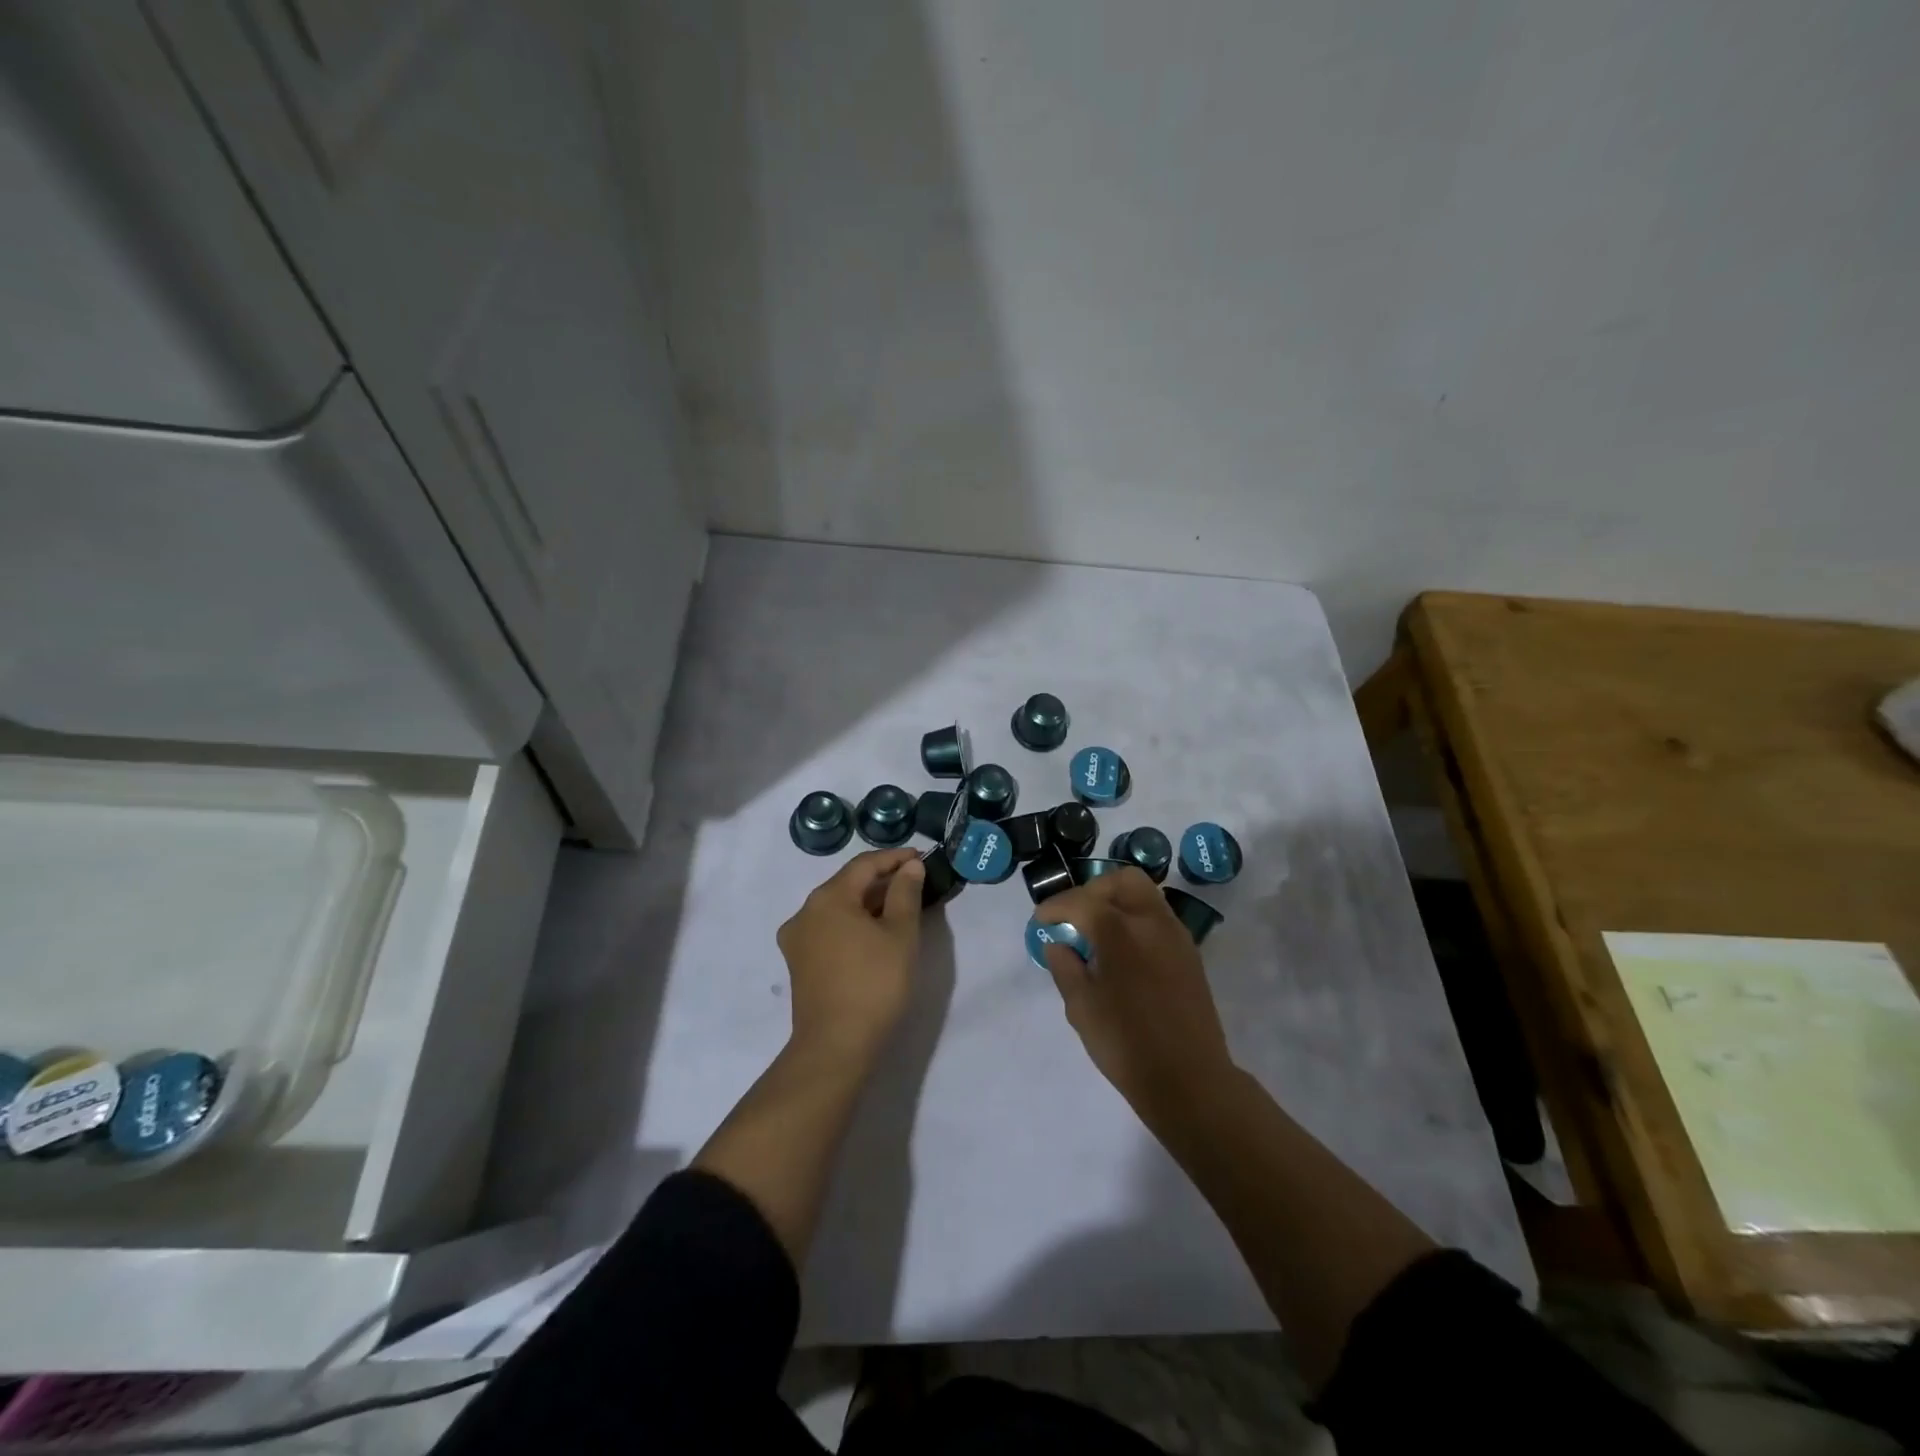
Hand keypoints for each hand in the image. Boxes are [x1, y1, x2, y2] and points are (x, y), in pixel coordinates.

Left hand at [776, 848, 924, 1065]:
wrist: (835, 1046)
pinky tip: (873, 934)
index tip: (921, 858)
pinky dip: (852, 924)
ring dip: (867, 903)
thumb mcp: (901, 934)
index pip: (865, 864)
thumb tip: (909, 867)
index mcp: (828, 897)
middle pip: (848, 884)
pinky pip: (829, 929)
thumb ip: (906, 893)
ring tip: (898, 908)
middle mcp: (805, 911)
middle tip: (914, 883)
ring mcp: (797, 938)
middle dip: (881, 881)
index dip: (895, 858)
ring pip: (837, 907)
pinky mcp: (798, 962)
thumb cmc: (874, 984)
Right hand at [1038, 868, 1235, 1122]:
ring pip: (1145, 894)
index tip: (1040, 922)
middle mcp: (1151, 922)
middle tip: (1074, 917)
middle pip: (1121, 881)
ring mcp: (1175, 935)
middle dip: (1092, 890)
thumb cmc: (1127, 1044)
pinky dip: (1135, 918)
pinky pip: (1158, 917)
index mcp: (1121, 931)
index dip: (1055, 907)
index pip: (1081, 901)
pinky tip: (1122, 951)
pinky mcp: (1189, 952)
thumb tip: (1058, 943)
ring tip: (1097, 932)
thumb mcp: (1081, 1008)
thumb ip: (1064, 967)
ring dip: (1116, 901)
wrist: (1189, 1079)